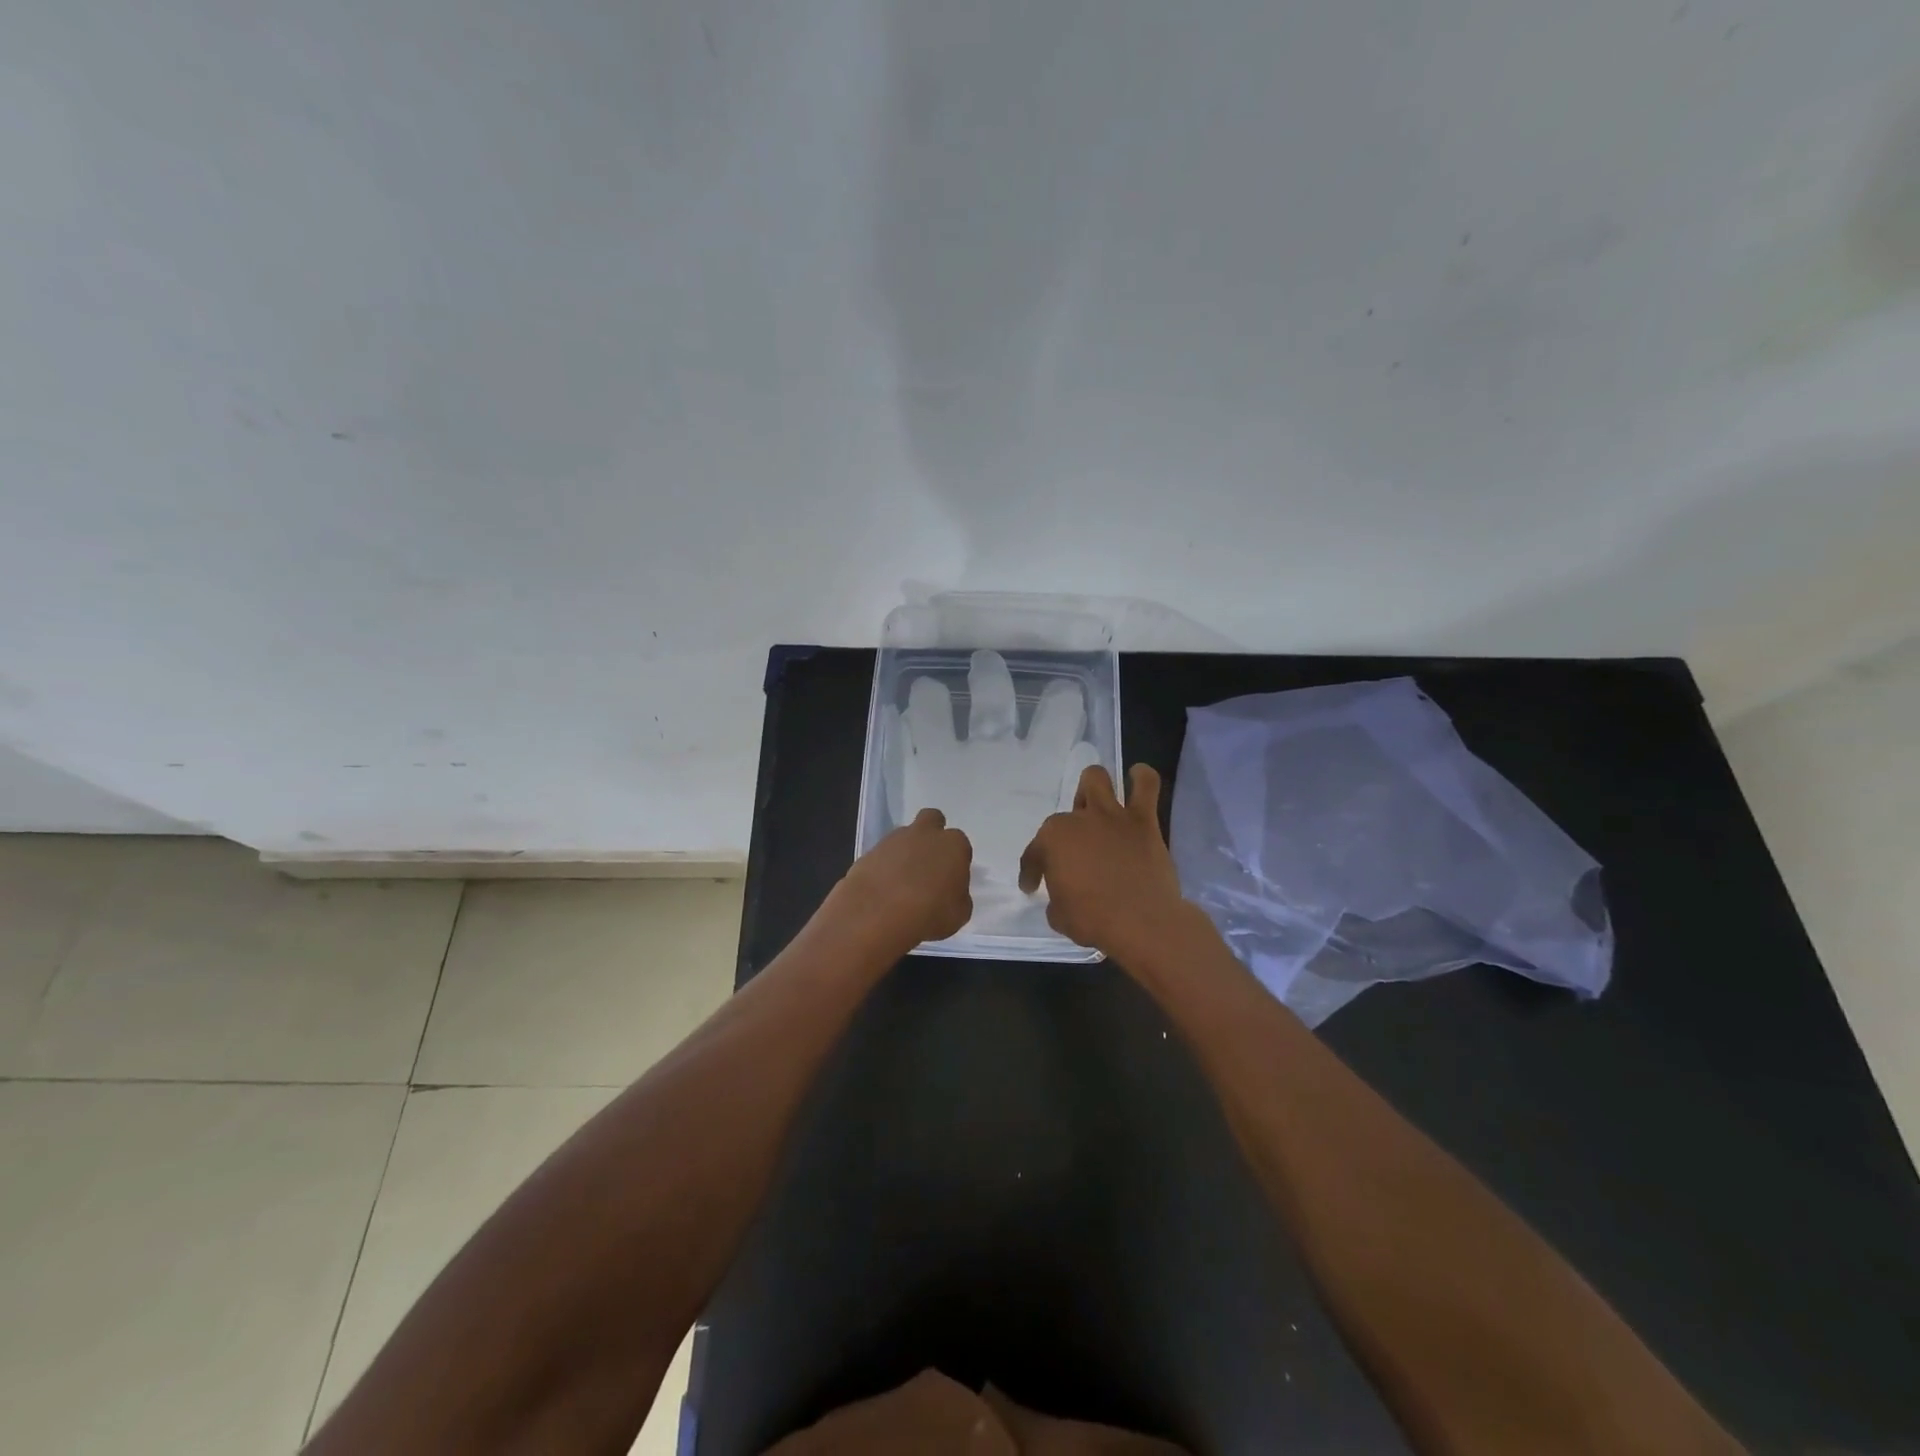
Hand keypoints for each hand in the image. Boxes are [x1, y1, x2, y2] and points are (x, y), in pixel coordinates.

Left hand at [830, 807, 973, 952]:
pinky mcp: (869, 851)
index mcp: (953, 845)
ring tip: (902, 883)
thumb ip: (958, 895)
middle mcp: (925, 834)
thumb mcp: (959, 914)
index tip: (951, 879)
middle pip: (932, 820)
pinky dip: (885, 866)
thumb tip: (950, 891)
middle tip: (929, 863)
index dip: (956, 860)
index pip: (960, 844)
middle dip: (932, 835)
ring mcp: (894, 840)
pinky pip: (883, 854)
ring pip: (904, 836)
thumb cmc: (929, 915)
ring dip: (906, 852)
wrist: (877, 914)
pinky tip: (884, 888)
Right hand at [1019, 764, 1187, 961]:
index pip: (1034, 854)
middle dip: (1066, 828)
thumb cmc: (1094, 921)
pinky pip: (1146, 786)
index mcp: (1052, 841)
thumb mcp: (1059, 916)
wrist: (1143, 923)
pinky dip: (1140, 779)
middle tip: (1075, 848)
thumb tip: (1063, 895)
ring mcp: (1111, 816)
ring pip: (1096, 779)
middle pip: (1064, 813)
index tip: (1032, 887)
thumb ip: (1057, 899)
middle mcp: (1078, 820)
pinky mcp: (1143, 821)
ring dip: (1093, 789)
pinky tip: (1137, 780)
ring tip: (1098, 807)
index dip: (1031, 872)